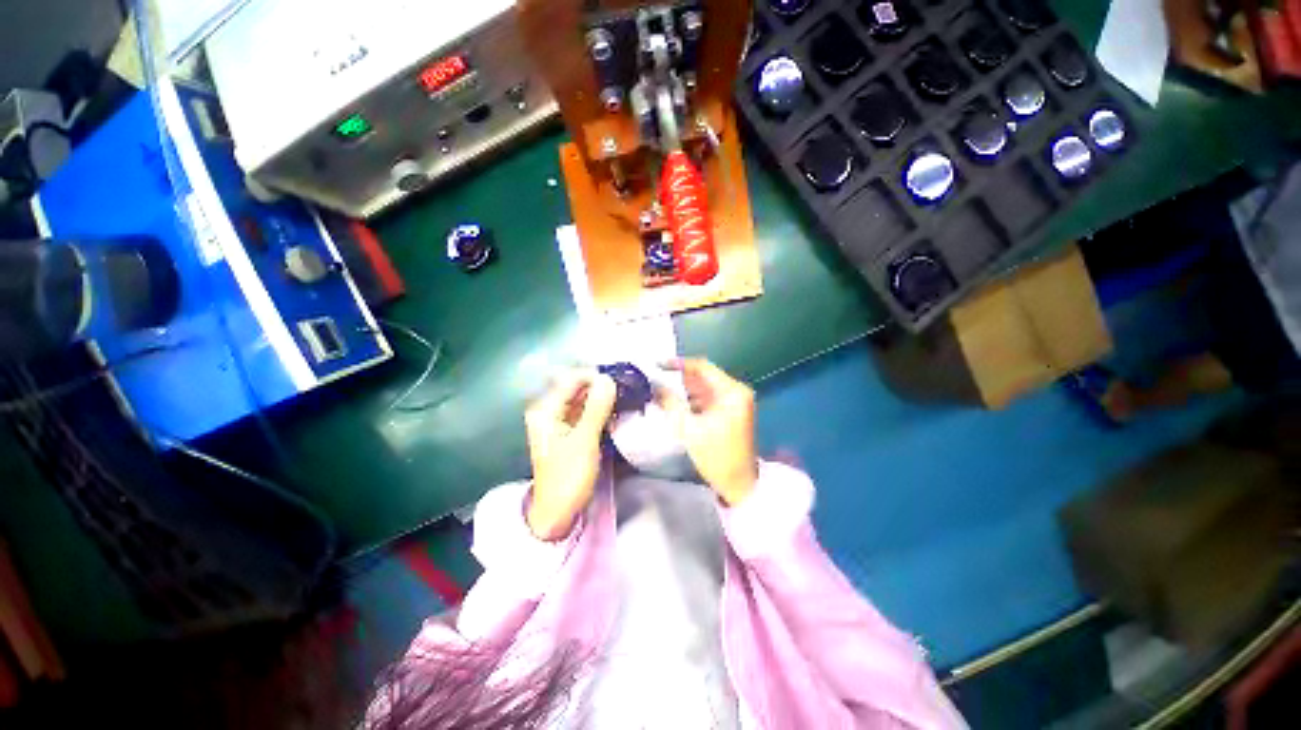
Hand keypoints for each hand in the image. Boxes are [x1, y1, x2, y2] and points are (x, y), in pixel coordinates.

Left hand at [524, 370, 616, 539]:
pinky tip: (616, 413)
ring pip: (584, 399)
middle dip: (601, 387)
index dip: (595, 377)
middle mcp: (549, 410)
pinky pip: (586, 412)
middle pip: (577, 388)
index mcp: (545, 409)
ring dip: (603, 398)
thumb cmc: (568, 476)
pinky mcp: (570, 431)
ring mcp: (559, 421)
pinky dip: (600, 410)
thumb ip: (596, 407)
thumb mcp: (584, 440)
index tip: (620, 382)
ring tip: (624, 400)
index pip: (572, 379)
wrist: (558, 512)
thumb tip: (608, 378)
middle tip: (626, 390)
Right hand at [657, 358, 758, 505]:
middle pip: (703, 377)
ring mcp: (734, 403)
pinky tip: (673, 405)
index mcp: (731, 391)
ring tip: (659, 391)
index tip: (657, 365)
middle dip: (678, 379)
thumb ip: (670, 403)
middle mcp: (736, 392)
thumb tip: (654, 385)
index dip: (678, 364)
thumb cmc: (716, 456)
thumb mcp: (689, 428)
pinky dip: (691, 401)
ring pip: (704, 389)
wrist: (739, 485)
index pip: (702, 367)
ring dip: (683, 391)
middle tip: (654, 380)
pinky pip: (707, 400)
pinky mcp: (730, 413)